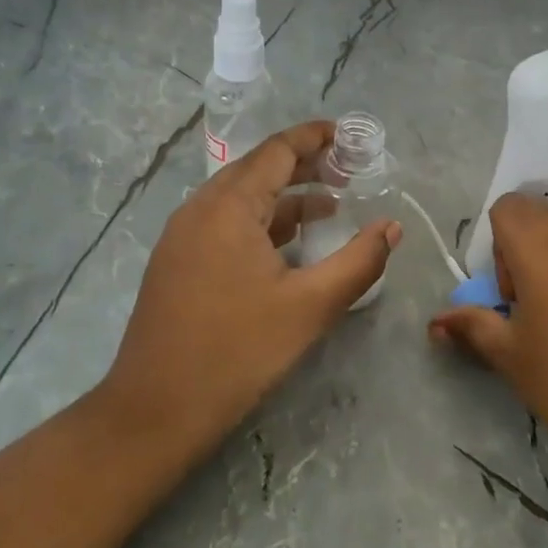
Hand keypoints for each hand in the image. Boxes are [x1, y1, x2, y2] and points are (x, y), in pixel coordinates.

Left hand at [104, 121, 401, 451]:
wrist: (155, 411)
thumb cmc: (237, 352)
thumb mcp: (310, 307)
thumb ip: (358, 261)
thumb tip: (392, 227)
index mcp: (228, 207)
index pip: (276, 150)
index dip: (314, 138)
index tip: (349, 136)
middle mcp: (200, 209)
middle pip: (257, 169)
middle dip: (304, 165)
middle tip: (348, 170)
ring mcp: (183, 236)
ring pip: (240, 199)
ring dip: (284, 197)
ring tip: (330, 206)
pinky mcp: (177, 263)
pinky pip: (225, 224)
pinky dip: (261, 222)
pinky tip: (288, 245)